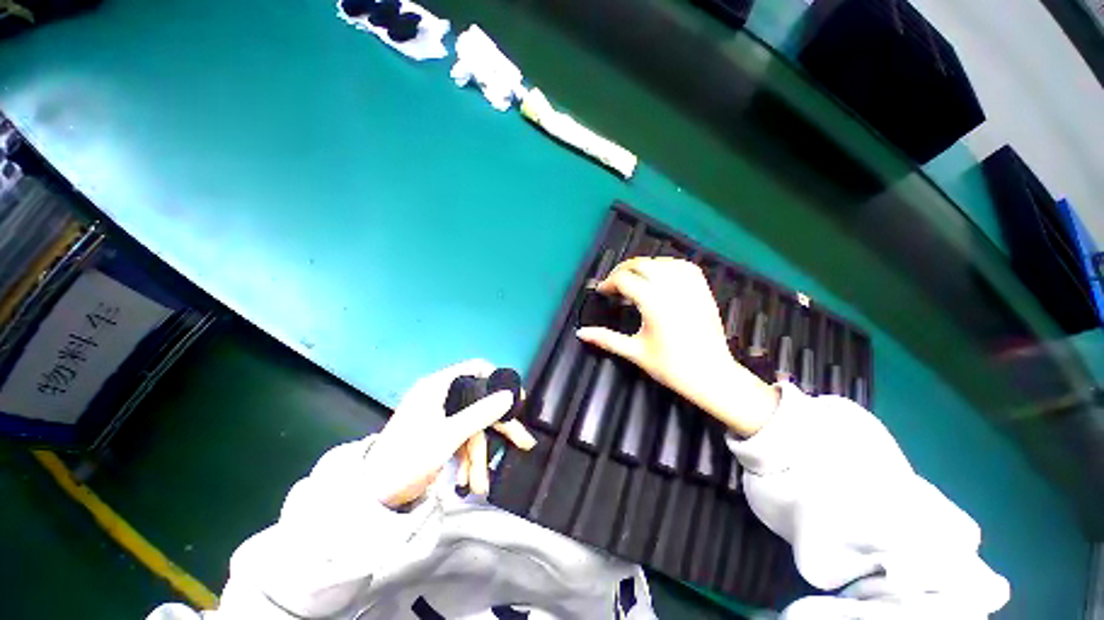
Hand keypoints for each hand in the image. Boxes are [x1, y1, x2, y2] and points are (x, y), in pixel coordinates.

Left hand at [365, 360, 536, 508]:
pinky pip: (462, 438)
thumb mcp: (448, 436)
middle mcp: (440, 396)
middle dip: (497, 429)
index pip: (475, 368)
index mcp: (437, 386)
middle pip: (478, 403)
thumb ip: (481, 413)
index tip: (514, 397)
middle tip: (522, 441)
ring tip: (481, 483)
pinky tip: (467, 480)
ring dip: (478, 454)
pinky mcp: (439, 433)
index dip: (497, 379)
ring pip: (472, 426)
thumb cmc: (407, 458)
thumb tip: (509, 396)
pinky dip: (466, 458)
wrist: (371, 497)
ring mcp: (440, 416)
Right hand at [576, 258, 777, 436]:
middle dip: (624, 269)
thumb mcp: (635, 352)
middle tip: (614, 283)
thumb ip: (607, 339)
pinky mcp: (703, 291)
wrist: (711, 376)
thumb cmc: (671, 367)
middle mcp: (672, 289)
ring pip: (663, 262)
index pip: (625, 280)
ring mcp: (690, 288)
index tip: (602, 291)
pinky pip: (685, 267)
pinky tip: (662, 274)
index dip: (609, 283)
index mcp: (653, 303)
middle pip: (643, 264)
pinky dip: (669, 265)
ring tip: (635, 278)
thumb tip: (580, 333)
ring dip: (645, 265)